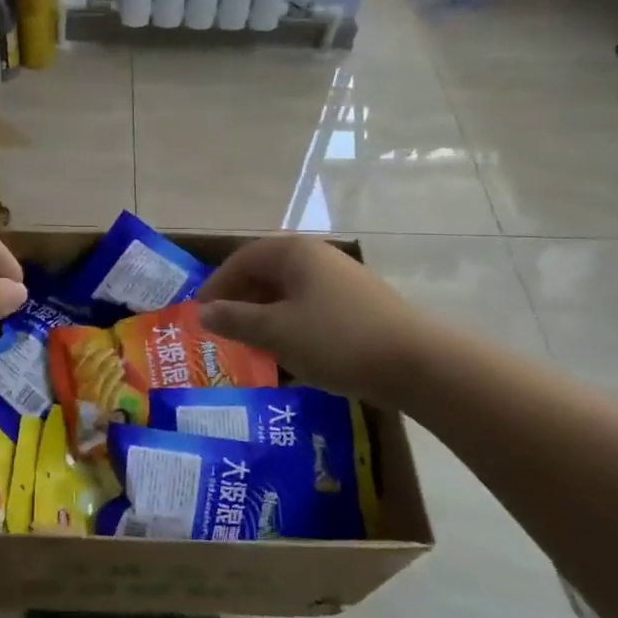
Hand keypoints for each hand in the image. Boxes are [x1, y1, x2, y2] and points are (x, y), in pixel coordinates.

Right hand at [197, 237, 417, 405]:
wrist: (418, 363)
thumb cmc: (338, 339)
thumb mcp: (277, 331)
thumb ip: (236, 320)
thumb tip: (203, 312)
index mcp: (295, 253)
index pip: (243, 259)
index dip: (217, 284)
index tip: (199, 313)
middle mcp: (318, 258)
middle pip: (267, 274)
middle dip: (241, 302)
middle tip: (222, 331)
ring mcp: (342, 282)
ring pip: (289, 295)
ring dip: (265, 318)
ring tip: (249, 347)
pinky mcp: (359, 308)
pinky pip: (311, 311)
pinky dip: (291, 328)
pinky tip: (288, 357)